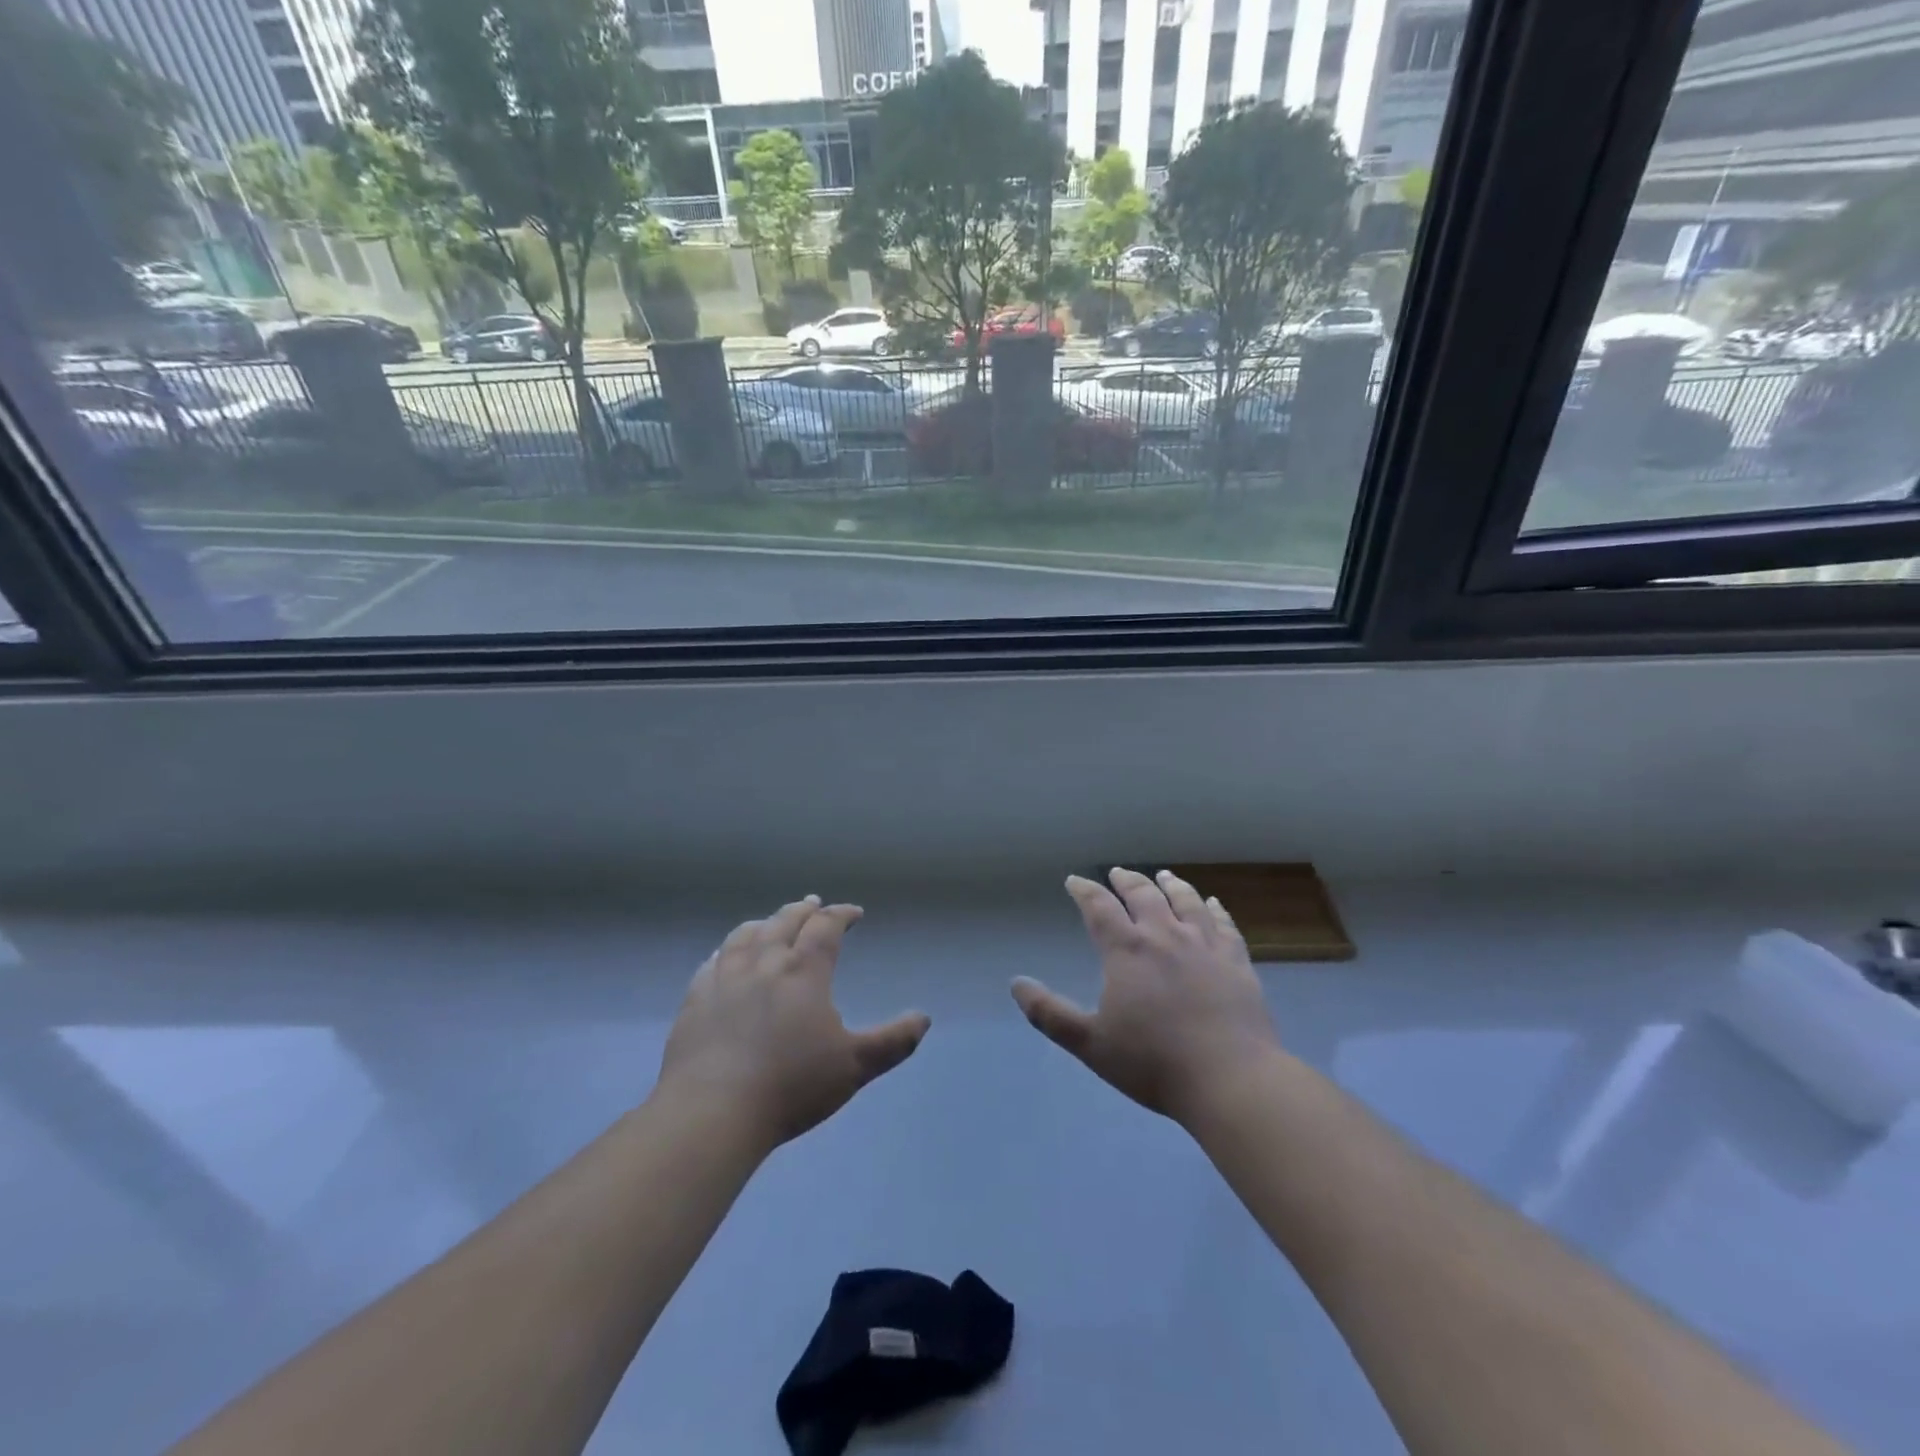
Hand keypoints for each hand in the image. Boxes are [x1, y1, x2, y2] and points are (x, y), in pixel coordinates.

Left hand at [656, 897, 929, 1149]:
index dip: (842, 914)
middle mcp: (764, 962)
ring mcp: (724, 978)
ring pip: (745, 935)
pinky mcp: (695, 999)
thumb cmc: (791, 1085)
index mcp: (804, 971)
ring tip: (771, 922)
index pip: (826, 927)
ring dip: (764, 923)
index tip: (854, 912)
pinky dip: (726, 951)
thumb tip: (923, 1018)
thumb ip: (893, 1041)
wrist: (713, 1111)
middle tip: (813, 904)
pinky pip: (712, 962)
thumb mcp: (854, 1066)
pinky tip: (724, 956)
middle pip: (784, 922)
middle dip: (803, 910)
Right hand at [1012, 868, 1281, 1124]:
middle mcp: (1165, 936)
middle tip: (1118, 872)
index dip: (1084, 891)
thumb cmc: (1153, 1062)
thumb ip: (1050, 1014)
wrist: (1230, 1079)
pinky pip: (1224, 925)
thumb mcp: (1090, 1043)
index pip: (1099, 907)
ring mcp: (1205, 946)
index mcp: (1127, 950)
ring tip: (1164, 876)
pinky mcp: (1237, 962)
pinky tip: (1213, 904)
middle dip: (1126, 881)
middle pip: (1143, 895)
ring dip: (1171, 885)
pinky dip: (1215, 909)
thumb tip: (1016, 984)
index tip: (1074, 881)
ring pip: (1186, 902)